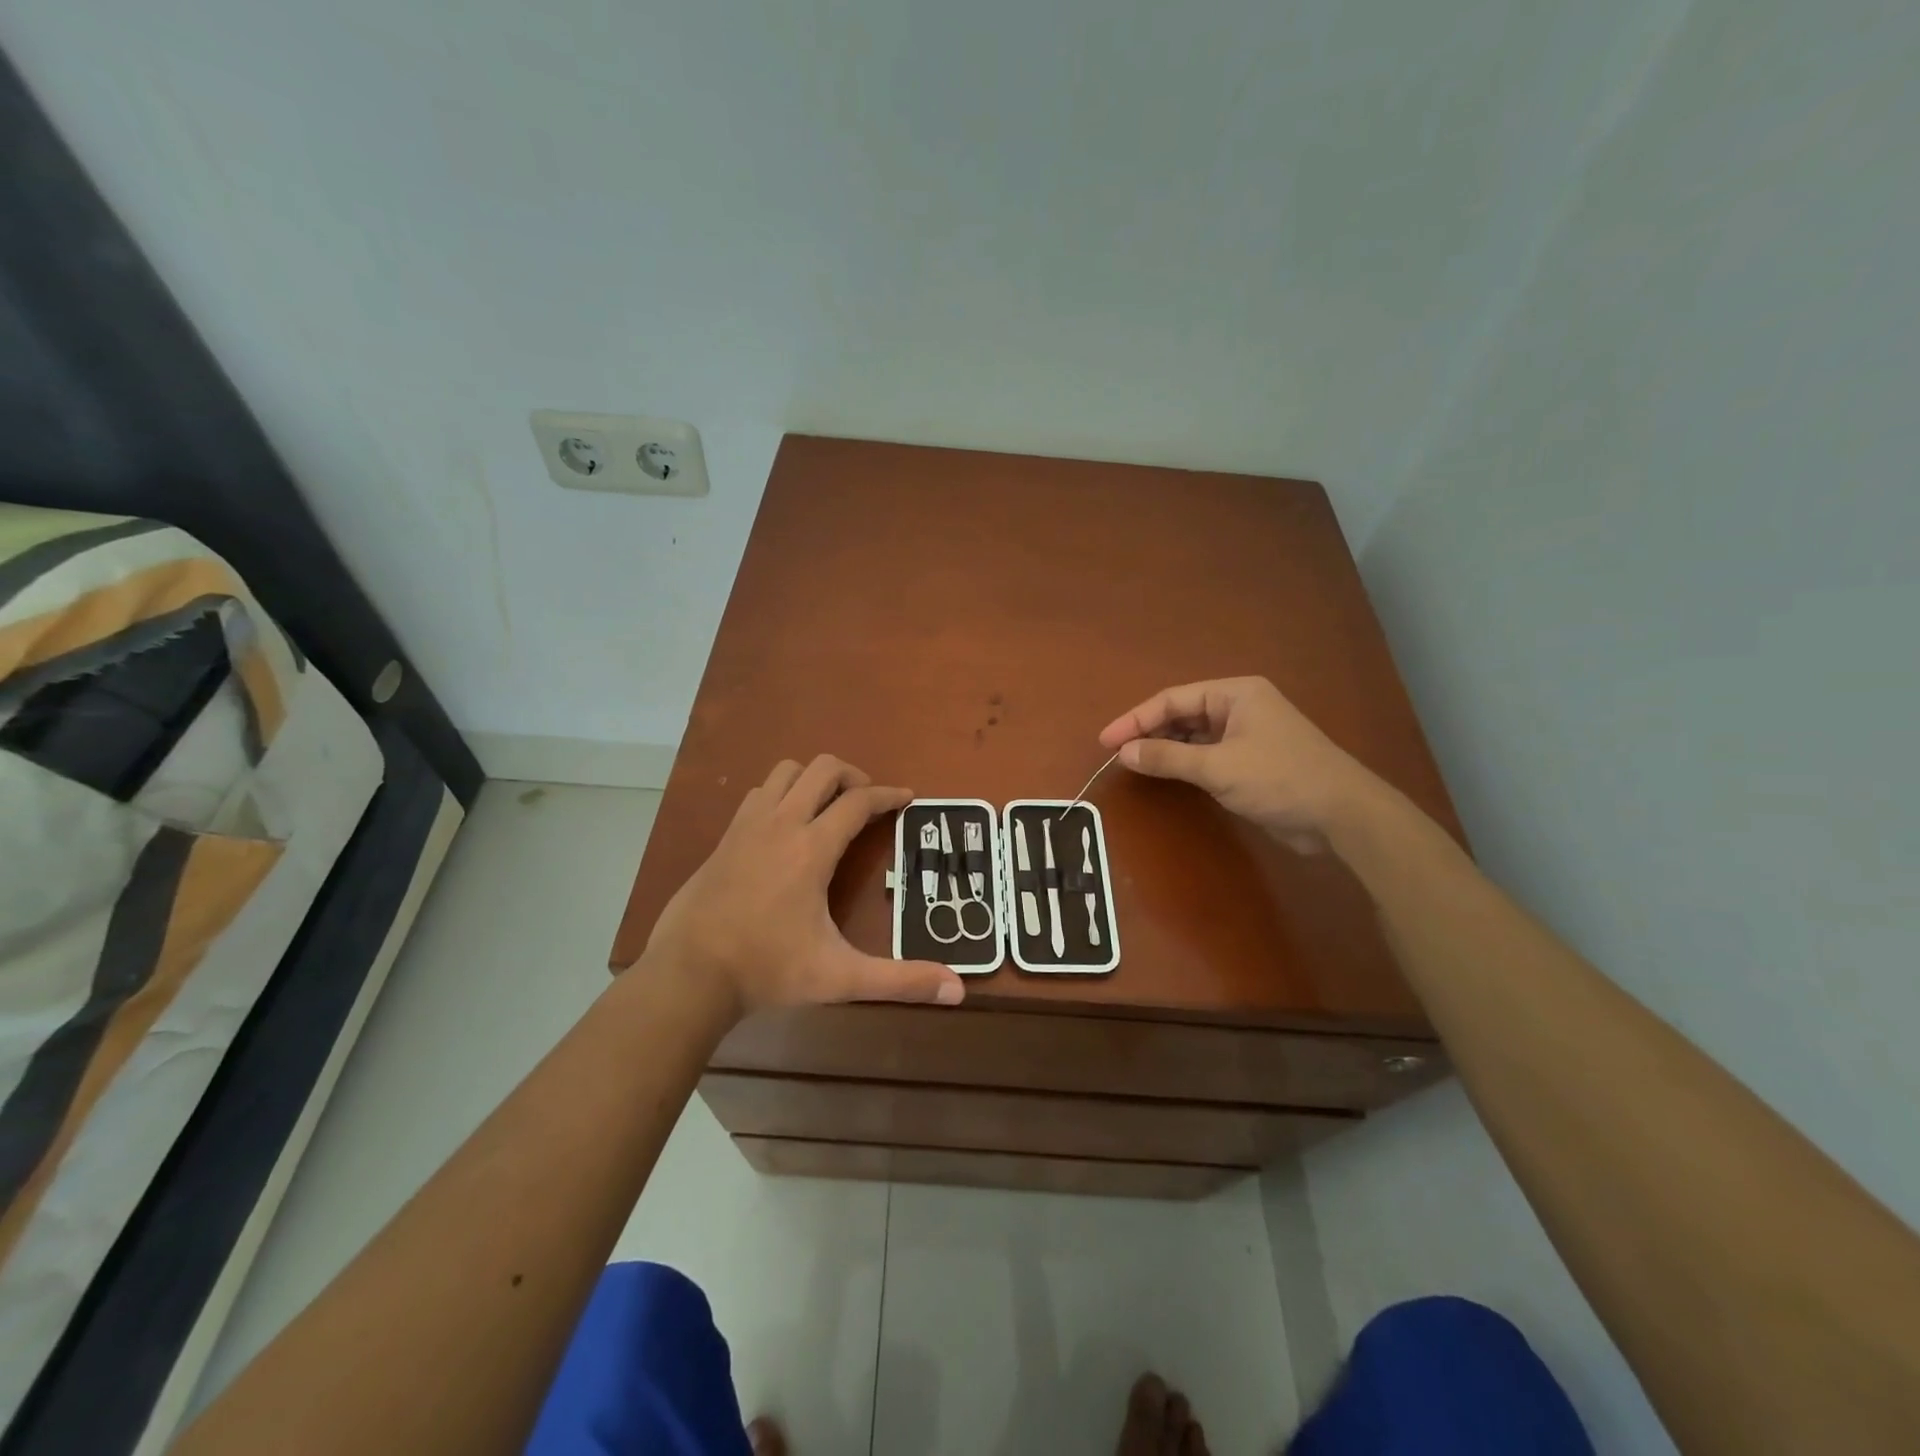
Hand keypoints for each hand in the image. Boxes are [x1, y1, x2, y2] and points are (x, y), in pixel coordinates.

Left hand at [645, 755, 964, 1016]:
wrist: (689, 973)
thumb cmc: (767, 969)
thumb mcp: (840, 977)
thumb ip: (899, 981)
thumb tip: (956, 989)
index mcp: (812, 848)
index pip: (859, 802)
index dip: (889, 795)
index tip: (908, 798)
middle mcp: (781, 824)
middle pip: (822, 768)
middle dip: (854, 776)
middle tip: (869, 803)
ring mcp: (748, 825)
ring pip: (787, 772)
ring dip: (814, 779)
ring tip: (830, 807)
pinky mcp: (726, 836)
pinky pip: (760, 793)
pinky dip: (782, 793)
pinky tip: (787, 825)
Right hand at [1098, 677, 1386, 853]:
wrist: (1341, 815)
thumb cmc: (1280, 778)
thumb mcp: (1218, 767)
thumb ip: (1167, 758)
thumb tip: (1123, 753)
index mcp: (1235, 694)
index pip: (1173, 699)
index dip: (1136, 719)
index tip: (1106, 741)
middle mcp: (1240, 707)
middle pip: (1182, 714)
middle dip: (1149, 732)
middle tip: (1116, 754)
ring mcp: (1247, 734)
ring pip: (1194, 735)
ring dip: (1166, 749)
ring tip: (1133, 764)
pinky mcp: (1251, 761)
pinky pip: (1207, 755)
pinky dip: (1184, 763)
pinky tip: (1165, 774)